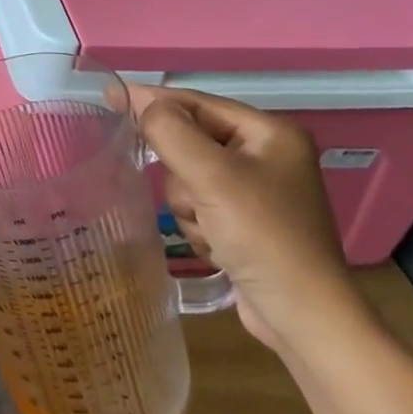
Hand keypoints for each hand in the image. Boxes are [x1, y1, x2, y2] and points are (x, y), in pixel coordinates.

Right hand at [129, 85, 368, 352]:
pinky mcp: (245, 222)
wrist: (302, 319)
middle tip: (198, 200)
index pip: (198, 103)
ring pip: (187, 178)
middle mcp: (265, 155)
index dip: (153, 100)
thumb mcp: (212, 176)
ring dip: (189, 206)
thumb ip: (171, 132)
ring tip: (212, 231)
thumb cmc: (263, 236)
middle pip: (189, 143)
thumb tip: (141, 104)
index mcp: (269, 133)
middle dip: (183, 175)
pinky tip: (217, 246)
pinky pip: (198, 206)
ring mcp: (255, 191)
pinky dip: (198, 225)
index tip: (110, 94)